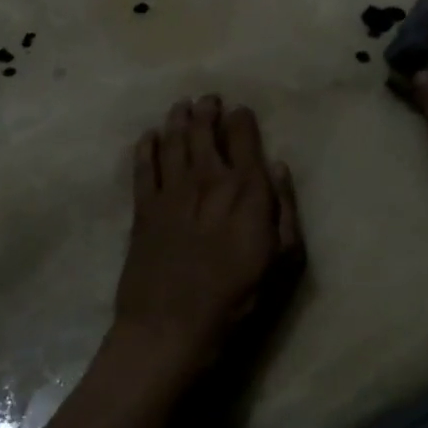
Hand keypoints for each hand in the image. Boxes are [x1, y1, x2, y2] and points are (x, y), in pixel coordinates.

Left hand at [113, 96, 303, 383]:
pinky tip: (149, 136)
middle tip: (208, 99)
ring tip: (181, 106)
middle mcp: (207, 177)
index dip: (242, 119)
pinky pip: (143, 166)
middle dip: (207, 109)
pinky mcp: (143, 207)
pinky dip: (146, 146)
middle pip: (204, 129)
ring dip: (178, 118)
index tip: (240, 112)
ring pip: (173, 139)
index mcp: (245, 188)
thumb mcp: (282, 261)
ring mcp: (171, 190)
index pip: (243, 136)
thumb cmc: (237, 299)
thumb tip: (278, 167)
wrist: (172, 327)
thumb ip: (284, 209)